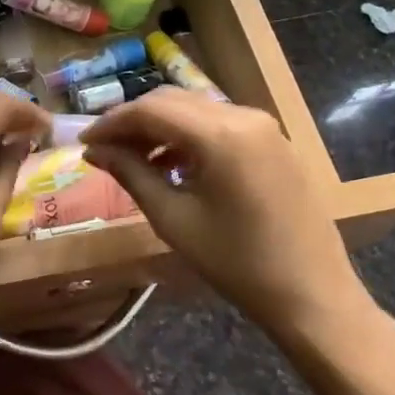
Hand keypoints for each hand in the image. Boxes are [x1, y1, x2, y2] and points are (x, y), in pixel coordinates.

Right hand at [83, 89, 394, 372]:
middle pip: (172, 101)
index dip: (110, 122)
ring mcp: (264, 127)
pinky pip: (219, 124)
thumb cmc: (236, 262)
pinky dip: (187, 136)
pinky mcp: (273, 142)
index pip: (150, 109)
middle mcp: (244, 116)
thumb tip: (94, 151)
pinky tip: (170, 164)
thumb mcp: (173, 218)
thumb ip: (131, 173)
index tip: (83, 143)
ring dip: (159, 127)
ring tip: (131, 159)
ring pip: (195, 110)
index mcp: (220, 135)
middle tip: (102, 149)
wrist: (311, 293)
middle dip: (132, 121)